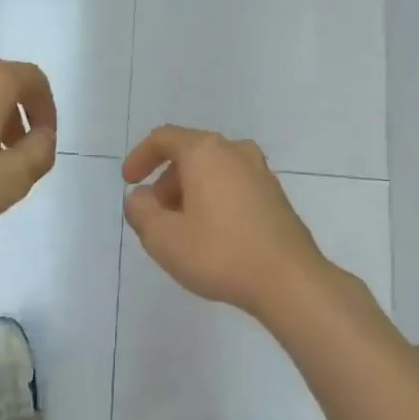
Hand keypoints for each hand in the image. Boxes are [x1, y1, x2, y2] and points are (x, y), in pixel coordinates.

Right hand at [122, 126, 328, 319]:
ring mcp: (261, 173)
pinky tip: (211, 235)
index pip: (164, 138)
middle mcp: (236, 152)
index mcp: (206, 152)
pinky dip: (213, 199)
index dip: (140, 157)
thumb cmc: (219, 253)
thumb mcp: (162, 237)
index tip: (129, 182)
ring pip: (213, 171)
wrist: (289, 281)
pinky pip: (233, 186)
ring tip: (180, 229)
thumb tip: (140, 197)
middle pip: (190, 153)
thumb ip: (141, 211)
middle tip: (154, 214)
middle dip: (165, 181)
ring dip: (189, 192)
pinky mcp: (276, 197)